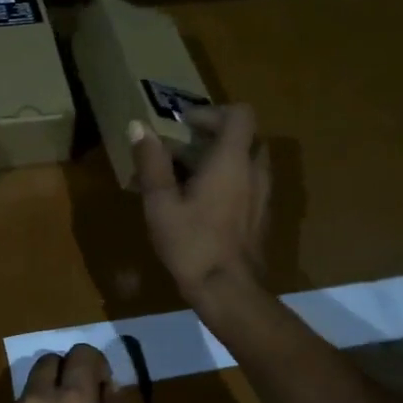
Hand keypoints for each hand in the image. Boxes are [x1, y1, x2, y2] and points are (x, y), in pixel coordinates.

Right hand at [130, 104, 270, 309]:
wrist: (228, 290)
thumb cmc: (192, 244)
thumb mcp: (161, 203)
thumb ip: (151, 163)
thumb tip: (139, 127)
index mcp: (232, 161)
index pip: (239, 114)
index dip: (212, 112)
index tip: (185, 126)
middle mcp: (254, 172)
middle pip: (246, 138)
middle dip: (217, 137)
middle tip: (186, 151)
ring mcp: (263, 197)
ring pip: (249, 164)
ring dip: (225, 162)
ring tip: (192, 180)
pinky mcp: (262, 219)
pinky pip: (250, 187)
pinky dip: (231, 185)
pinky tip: (205, 207)